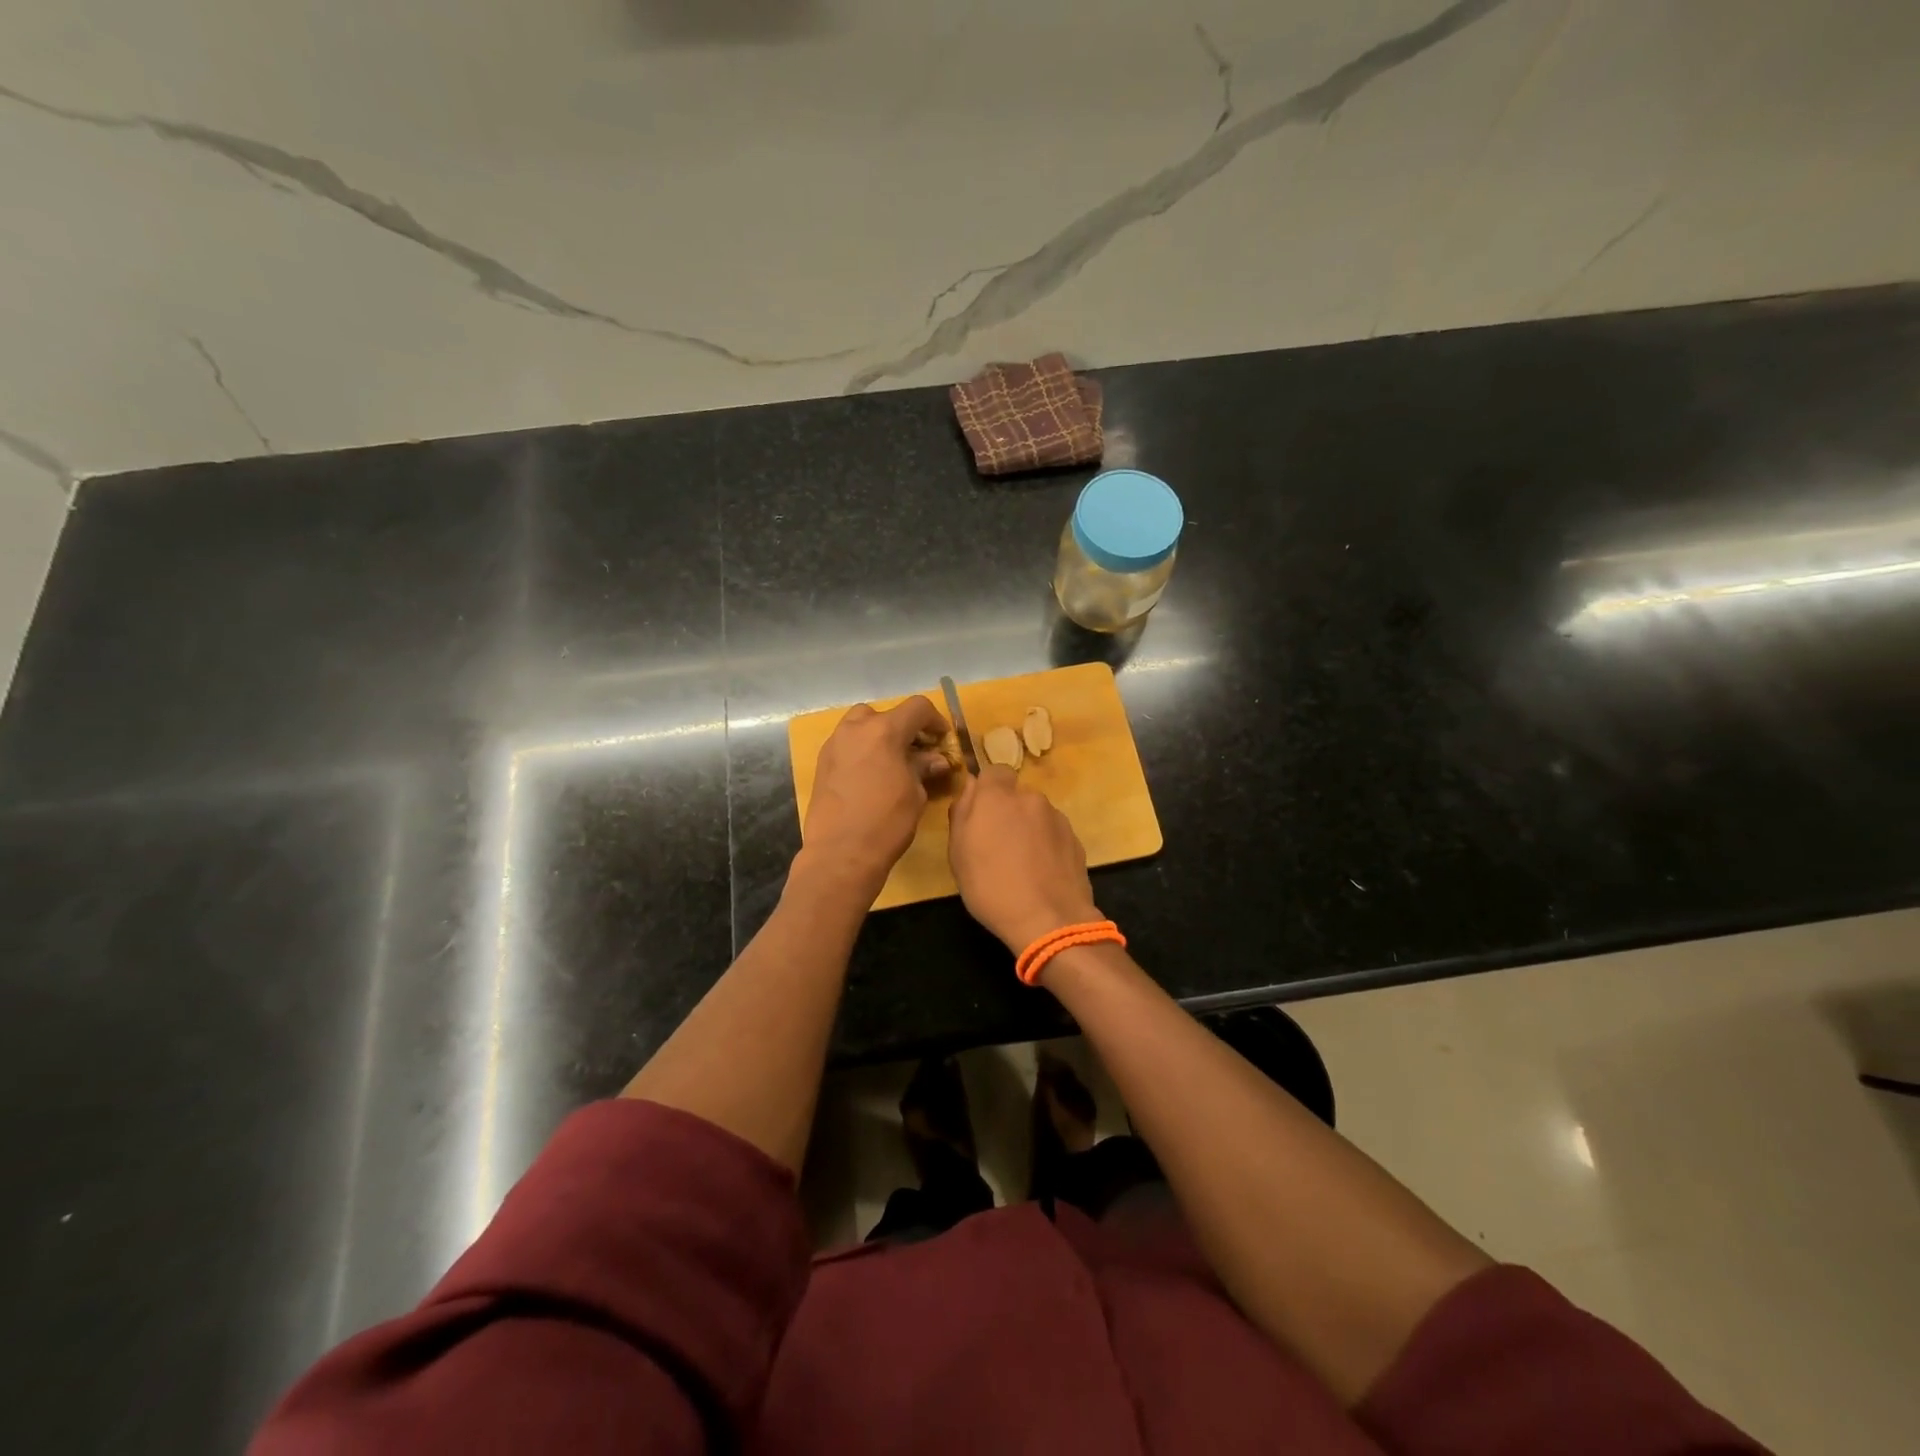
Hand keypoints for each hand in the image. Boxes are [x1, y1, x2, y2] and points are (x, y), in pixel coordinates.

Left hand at [802, 696, 951, 889]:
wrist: (841, 853)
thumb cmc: (887, 822)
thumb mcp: (915, 793)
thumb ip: (923, 768)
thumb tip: (935, 760)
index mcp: (884, 731)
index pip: (917, 707)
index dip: (935, 720)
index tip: (943, 739)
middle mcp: (855, 729)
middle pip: (884, 713)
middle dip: (903, 727)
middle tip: (917, 751)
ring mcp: (834, 744)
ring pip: (860, 725)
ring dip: (879, 736)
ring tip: (892, 761)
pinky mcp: (822, 763)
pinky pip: (846, 744)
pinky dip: (862, 750)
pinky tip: (871, 775)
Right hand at [948, 766, 1100, 950]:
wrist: (1050, 919)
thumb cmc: (991, 886)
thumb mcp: (958, 853)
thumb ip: (962, 812)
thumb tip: (970, 786)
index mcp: (997, 796)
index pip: (994, 771)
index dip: (987, 789)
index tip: (981, 815)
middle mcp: (1030, 798)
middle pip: (1016, 795)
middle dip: (1008, 812)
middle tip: (997, 845)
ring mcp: (1057, 818)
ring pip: (1036, 815)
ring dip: (1028, 829)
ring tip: (1022, 864)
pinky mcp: (1075, 839)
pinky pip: (1053, 834)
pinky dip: (1046, 846)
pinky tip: (1041, 873)